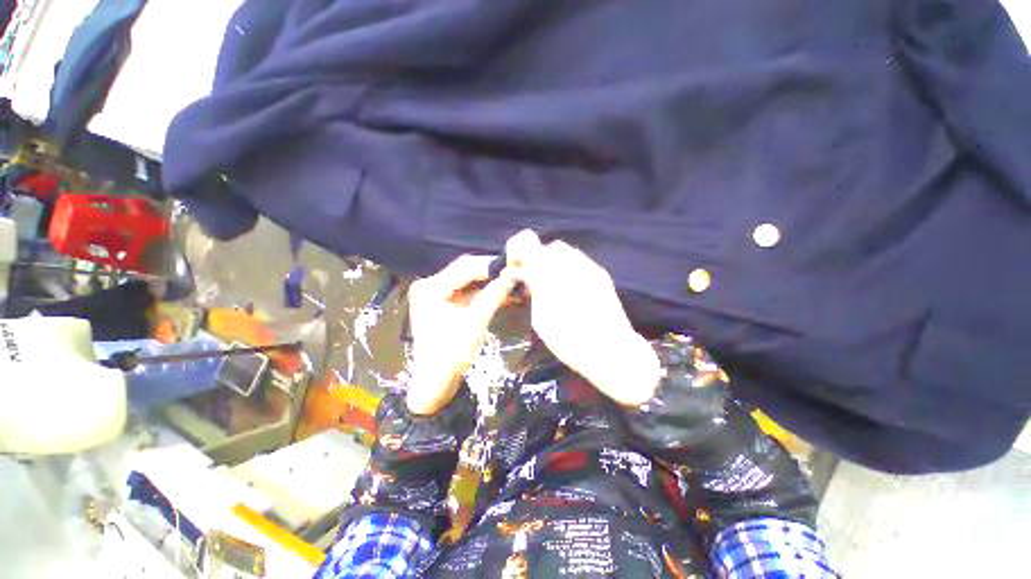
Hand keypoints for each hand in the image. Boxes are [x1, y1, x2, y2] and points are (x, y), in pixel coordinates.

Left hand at [406, 255, 516, 414]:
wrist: (435, 382)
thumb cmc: (451, 354)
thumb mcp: (474, 324)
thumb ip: (492, 297)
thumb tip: (512, 276)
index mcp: (430, 289)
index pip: (464, 268)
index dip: (490, 266)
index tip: (513, 266)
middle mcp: (430, 286)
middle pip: (465, 271)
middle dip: (491, 273)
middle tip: (514, 272)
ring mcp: (436, 294)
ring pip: (468, 281)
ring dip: (489, 282)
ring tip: (512, 282)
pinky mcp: (443, 303)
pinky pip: (467, 292)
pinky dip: (483, 293)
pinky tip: (502, 293)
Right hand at [505, 230, 660, 404]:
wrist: (611, 351)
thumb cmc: (570, 342)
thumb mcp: (541, 320)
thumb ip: (534, 291)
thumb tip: (526, 275)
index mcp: (552, 278)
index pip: (532, 251)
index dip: (521, 255)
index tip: (516, 268)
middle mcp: (572, 267)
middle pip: (552, 248)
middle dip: (540, 258)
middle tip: (535, 277)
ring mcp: (590, 269)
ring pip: (568, 252)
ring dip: (555, 261)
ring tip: (552, 282)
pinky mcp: (602, 276)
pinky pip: (580, 261)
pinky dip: (569, 267)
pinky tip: (569, 286)